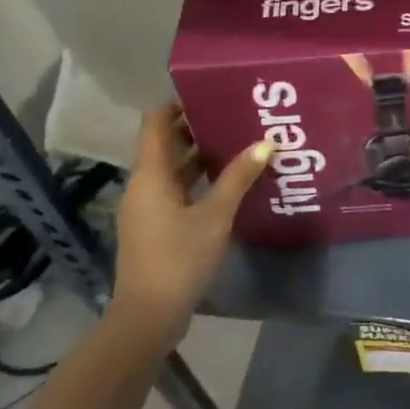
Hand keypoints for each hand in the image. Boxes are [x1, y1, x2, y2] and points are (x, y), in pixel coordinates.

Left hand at [111, 107, 268, 343]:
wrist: (148, 317)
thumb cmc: (179, 258)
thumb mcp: (215, 216)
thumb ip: (239, 178)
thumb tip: (266, 142)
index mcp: (150, 175)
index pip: (155, 123)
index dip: (177, 104)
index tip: (209, 92)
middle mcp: (143, 185)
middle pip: (165, 144)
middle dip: (196, 128)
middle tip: (235, 114)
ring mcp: (147, 208)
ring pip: (172, 170)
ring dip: (200, 156)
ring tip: (238, 142)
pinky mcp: (154, 227)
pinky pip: (176, 190)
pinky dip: (197, 180)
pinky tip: (227, 183)